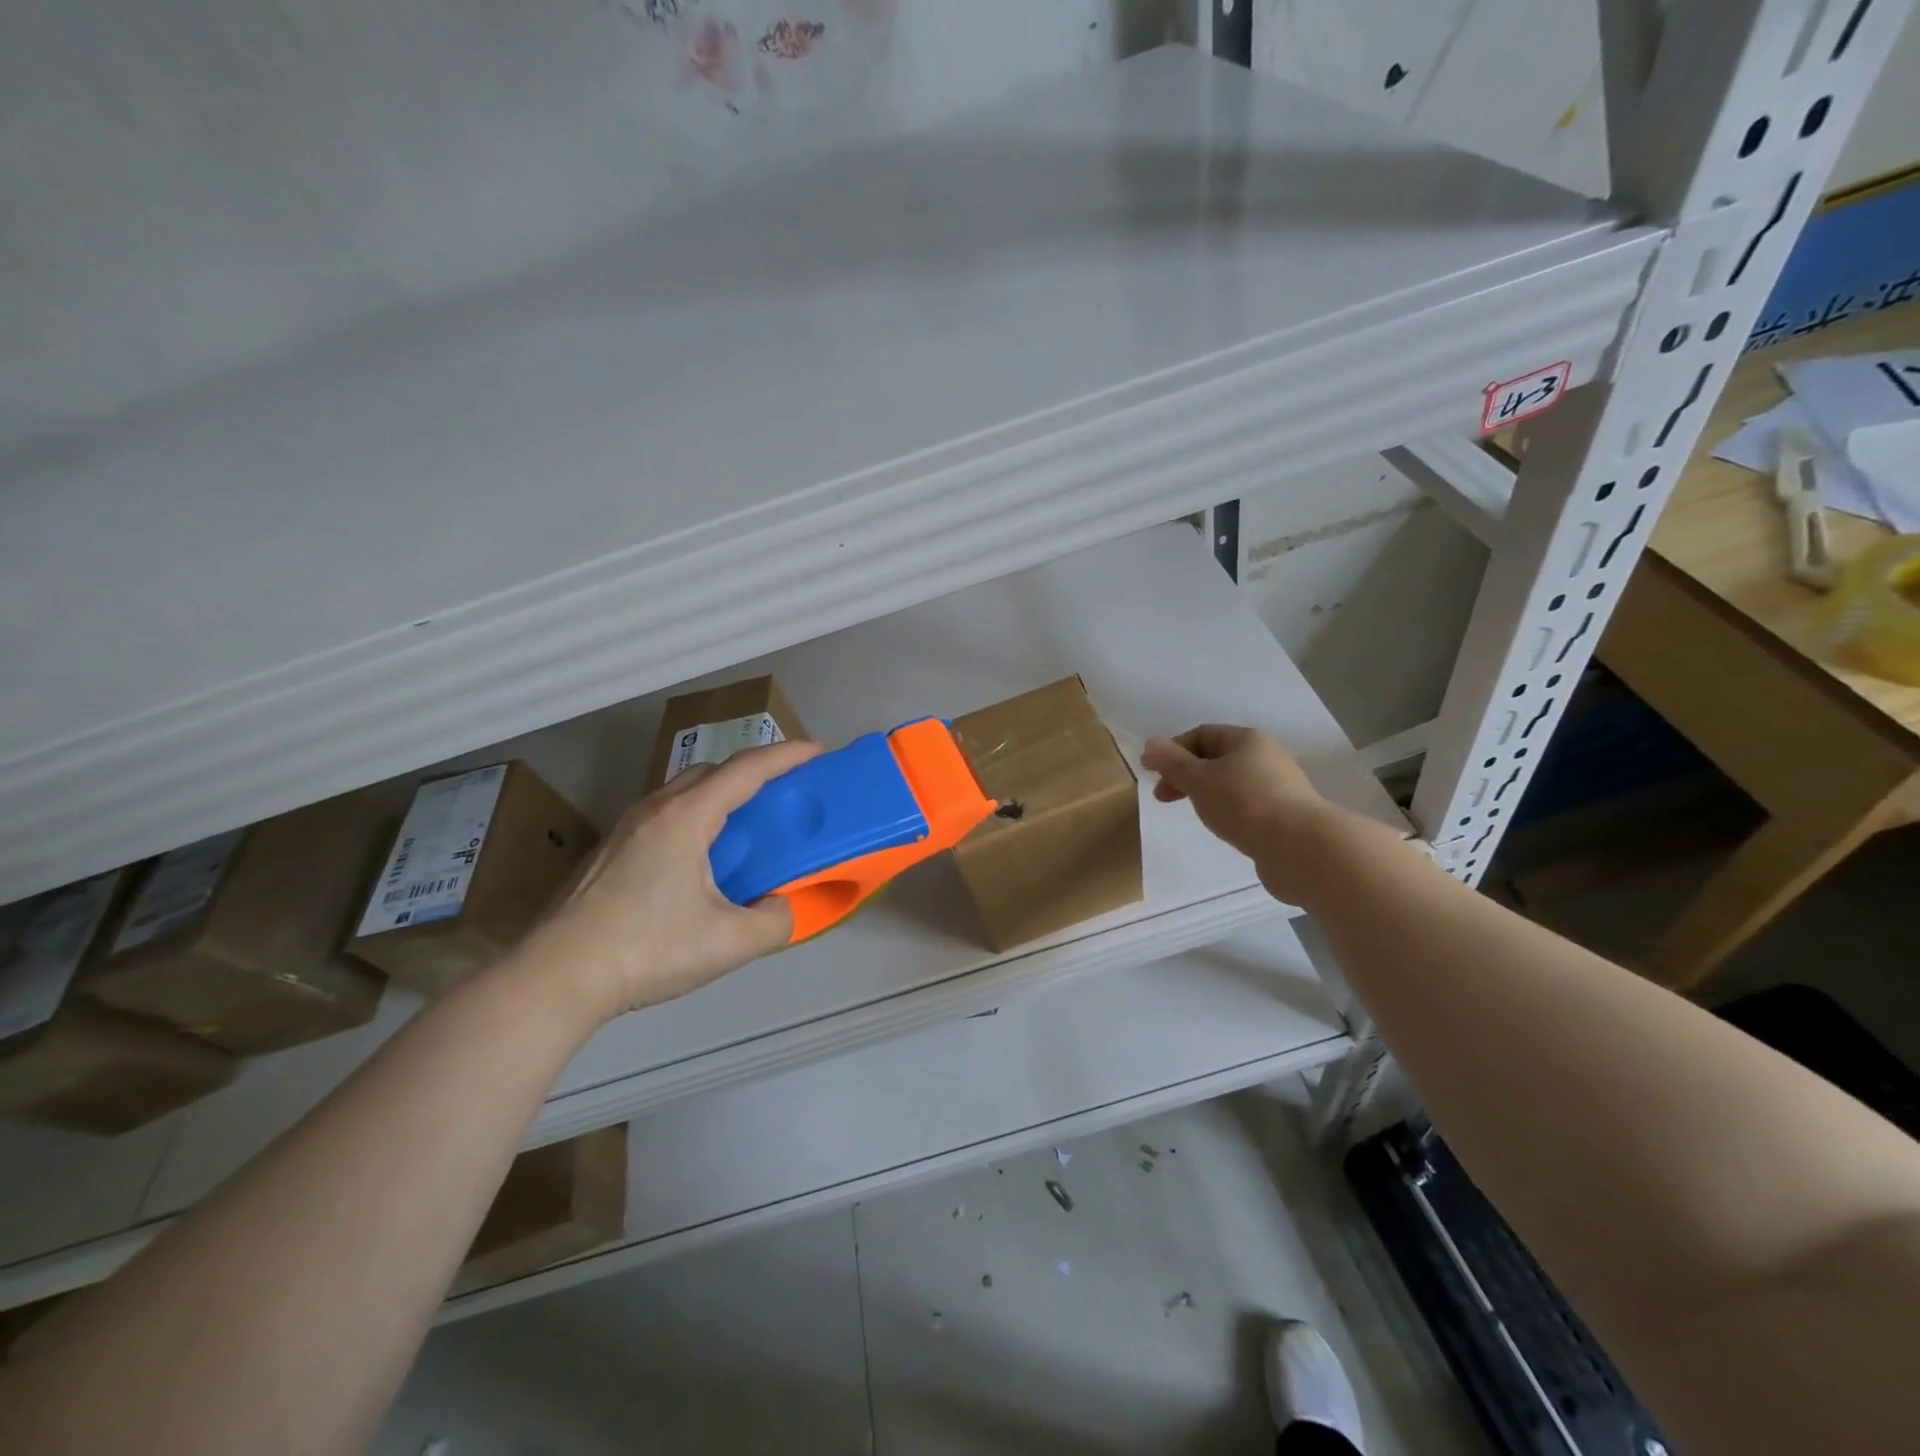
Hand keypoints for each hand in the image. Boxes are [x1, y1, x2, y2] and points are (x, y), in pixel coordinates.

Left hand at [518, 740, 822, 1025]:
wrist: (556, 977)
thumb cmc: (646, 950)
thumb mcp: (728, 943)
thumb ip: (774, 921)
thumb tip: (780, 907)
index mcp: (686, 818)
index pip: (746, 770)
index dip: (786, 755)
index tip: (817, 752)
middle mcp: (655, 810)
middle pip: (713, 771)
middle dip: (754, 770)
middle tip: (785, 790)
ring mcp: (626, 828)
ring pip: (684, 791)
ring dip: (722, 793)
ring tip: (747, 823)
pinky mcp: (610, 851)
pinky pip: (665, 814)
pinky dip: (697, 815)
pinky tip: (702, 858)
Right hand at [1141, 725, 1347, 902]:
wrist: (1300, 847)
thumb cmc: (1243, 804)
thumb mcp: (1198, 779)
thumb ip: (1171, 762)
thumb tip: (1149, 744)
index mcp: (1247, 739)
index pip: (1202, 734)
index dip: (1173, 751)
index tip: (1152, 774)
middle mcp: (1266, 756)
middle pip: (1216, 758)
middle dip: (1186, 774)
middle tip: (1163, 797)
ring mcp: (1279, 786)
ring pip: (1231, 782)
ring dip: (1206, 793)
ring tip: (1194, 813)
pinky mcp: (1286, 814)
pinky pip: (1246, 804)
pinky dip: (1227, 810)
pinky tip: (1223, 827)